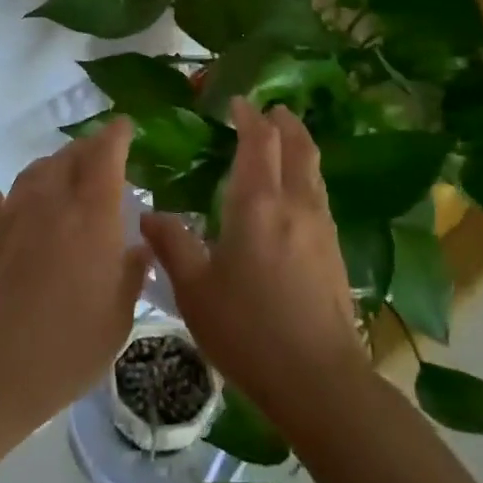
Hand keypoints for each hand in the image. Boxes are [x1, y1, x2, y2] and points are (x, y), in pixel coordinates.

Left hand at [0, 118, 149, 427]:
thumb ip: (131, 274)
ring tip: (58, 183)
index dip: (116, 135)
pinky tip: (9, 217)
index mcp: (92, 216)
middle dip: (86, 149)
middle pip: (68, 157)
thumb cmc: (67, 348)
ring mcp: (8, 213)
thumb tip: (136, 247)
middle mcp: (50, 202)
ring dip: (50, 171)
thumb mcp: (118, 319)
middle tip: (96, 157)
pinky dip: (6, 201)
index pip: (106, 155)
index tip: (123, 126)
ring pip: (32, 173)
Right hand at [140, 100, 371, 435]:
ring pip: (314, 171)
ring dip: (300, 147)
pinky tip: (296, 196)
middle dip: (284, 123)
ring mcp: (321, 229)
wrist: (318, 380)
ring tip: (286, 140)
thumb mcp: (195, 290)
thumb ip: (171, 245)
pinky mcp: (334, 253)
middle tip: (270, 110)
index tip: (238, 103)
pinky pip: (319, 196)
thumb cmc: (247, 330)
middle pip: (297, 148)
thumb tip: (148, 214)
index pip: (259, 143)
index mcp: (257, 205)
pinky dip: (307, 177)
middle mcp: (295, 206)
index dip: (250, 118)